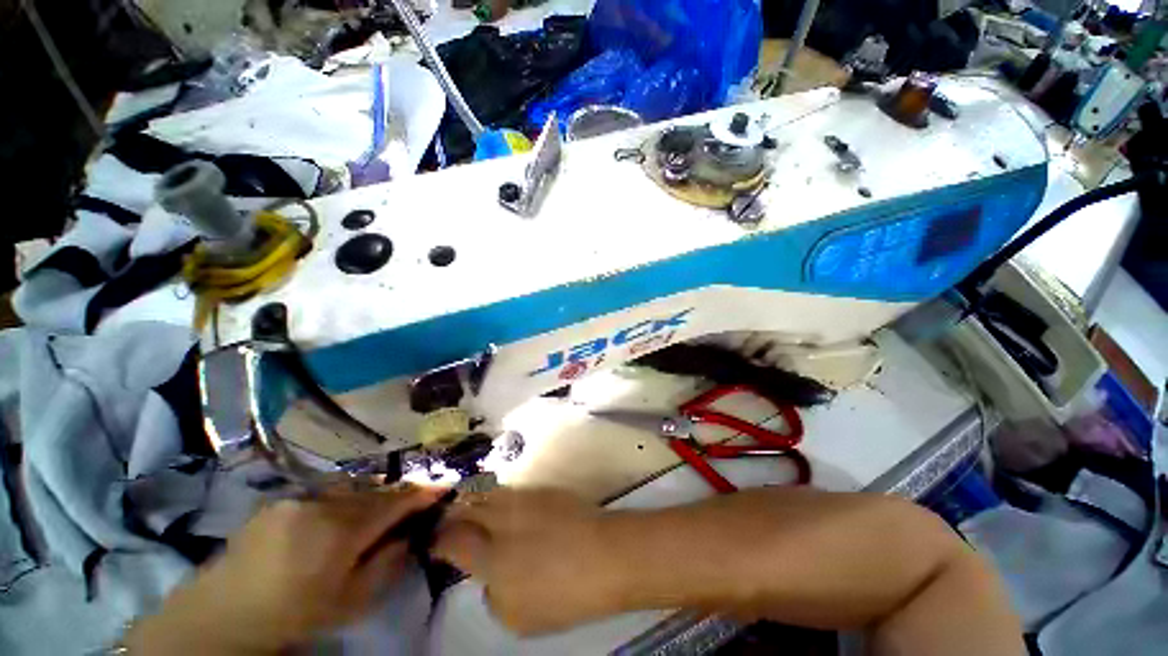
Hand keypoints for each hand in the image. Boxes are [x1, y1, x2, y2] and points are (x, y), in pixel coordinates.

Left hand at [126, 484, 445, 652]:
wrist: (223, 614)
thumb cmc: (293, 614)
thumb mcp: (350, 602)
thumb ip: (387, 563)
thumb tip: (409, 535)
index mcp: (342, 529)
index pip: (396, 502)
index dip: (424, 493)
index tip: (445, 484)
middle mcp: (323, 503)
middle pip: (375, 491)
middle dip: (399, 495)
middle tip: (415, 502)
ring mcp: (299, 498)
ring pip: (352, 489)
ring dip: (371, 497)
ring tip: (379, 511)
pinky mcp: (281, 500)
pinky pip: (327, 492)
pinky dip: (345, 498)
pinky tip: (341, 515)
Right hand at [434, 488, 627, 634]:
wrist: (606, 554)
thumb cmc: (563, 595)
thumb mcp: (517, 617)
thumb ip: (493, 595)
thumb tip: (488, 576)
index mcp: (490, 557)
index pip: (450, 539)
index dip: (437, 539)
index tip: (434, 543)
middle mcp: (502, 519)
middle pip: (466, 506)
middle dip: (451, 513)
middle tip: (447, 522)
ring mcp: (523, 499)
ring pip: (488, 491)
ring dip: (474, 499)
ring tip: (472, 509)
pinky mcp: (542, 489)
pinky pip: (512, 488)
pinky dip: (499, 495)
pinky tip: (504, 506)